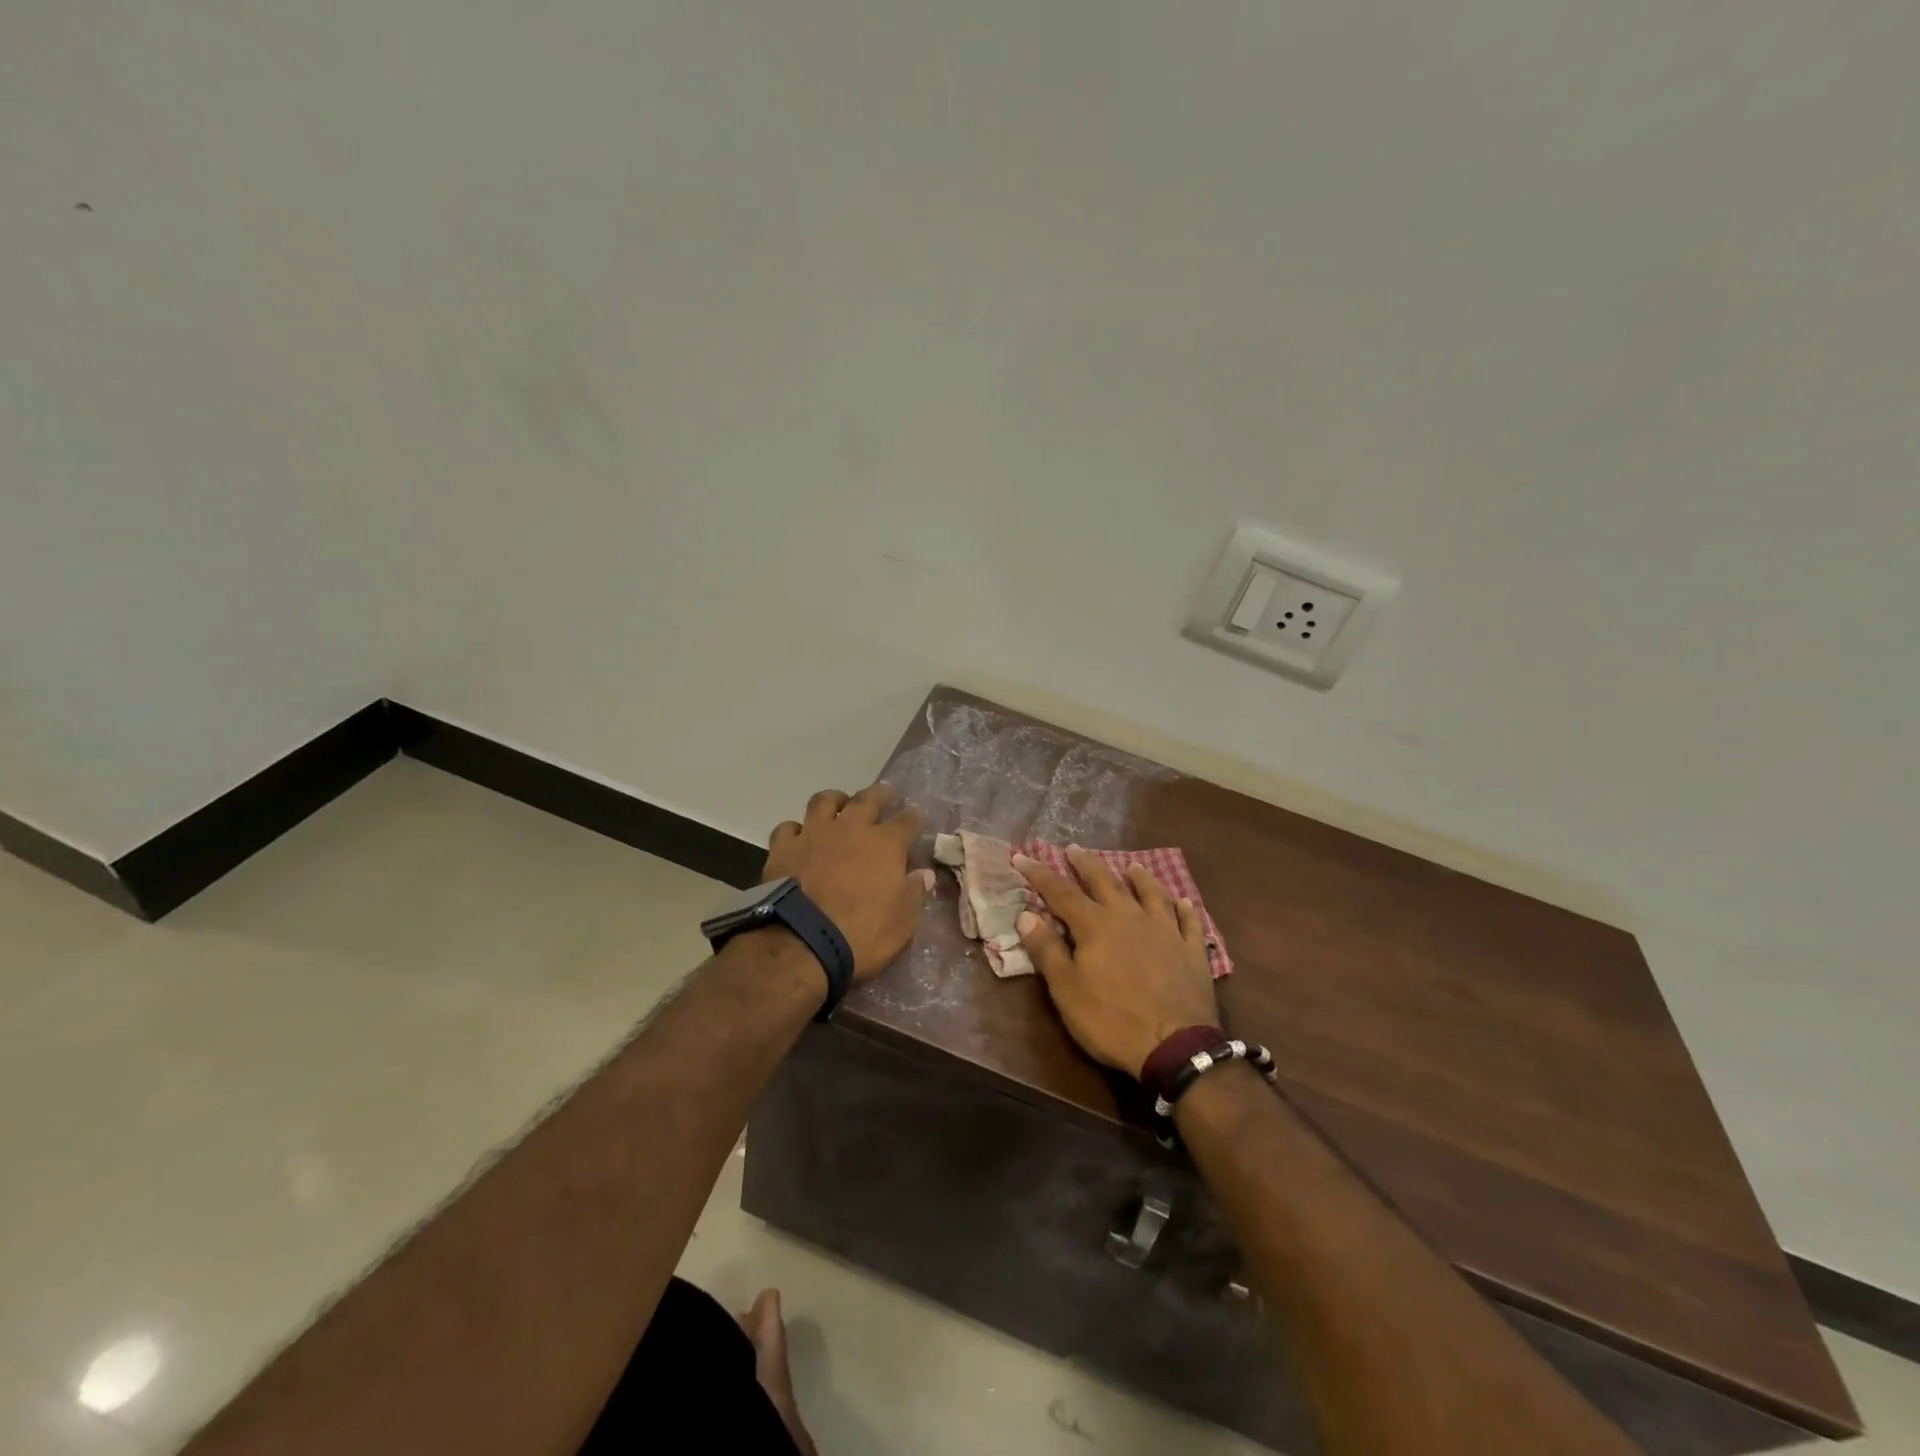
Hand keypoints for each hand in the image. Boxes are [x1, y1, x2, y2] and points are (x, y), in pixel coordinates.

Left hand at [763, 785, 932, 979]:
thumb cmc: (862, 934)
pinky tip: (799, 836)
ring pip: (824, 801)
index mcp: (886, 844)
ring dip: (835, 800)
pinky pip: (788, 828)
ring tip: (839, 804)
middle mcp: (850, 829)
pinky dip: (796, 830)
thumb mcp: (902, 922)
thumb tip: (924, 874)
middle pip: (867, 799)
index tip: (915, 815)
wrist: (802, 942)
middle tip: (884, 793)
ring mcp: (813, 834)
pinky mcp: (783, 848)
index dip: (913, 817)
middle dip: (879, 794)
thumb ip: (914, 893)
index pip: (906, 821)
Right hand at [1013, 846, 1221, 1077]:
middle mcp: (1129, 918)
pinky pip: (1188, 922)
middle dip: (1086, 864)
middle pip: (1105, 882)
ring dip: (1139, 878)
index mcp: (1095, 926)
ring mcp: (1165, 932)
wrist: (1175, 1046)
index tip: (1022, 856)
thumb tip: (1026, 914)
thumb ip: (1047, 950)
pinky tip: (1183, 901)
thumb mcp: (1067, 990)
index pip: (1061, 892)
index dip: (1040, 873)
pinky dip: (1184, 909)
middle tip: (1074, 848)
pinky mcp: (1191, 951)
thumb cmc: (1112, 1020)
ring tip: (1132, 866)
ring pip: (1151, 895)